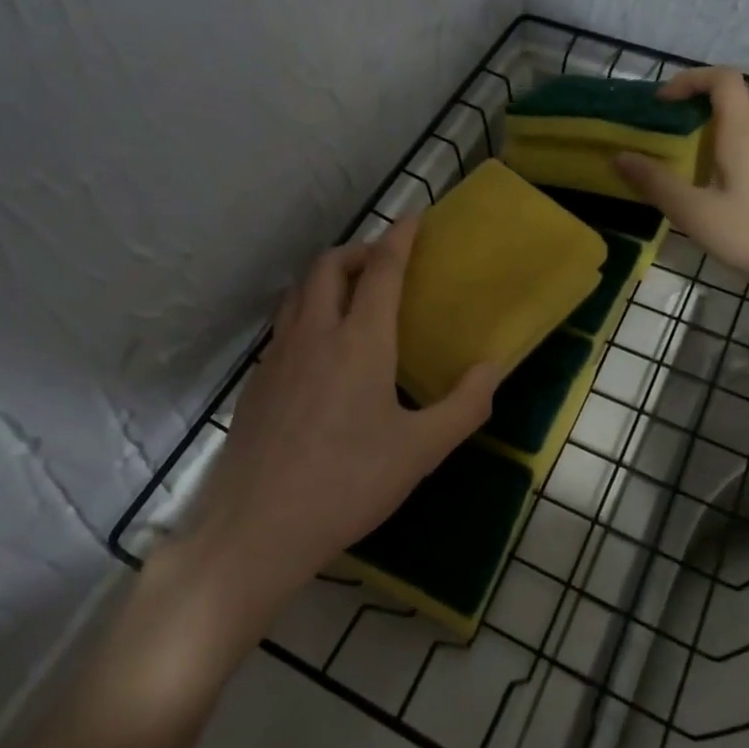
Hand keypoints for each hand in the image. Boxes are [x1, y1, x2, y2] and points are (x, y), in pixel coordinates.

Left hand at [182, 215, 499, 624]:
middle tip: (384, 265)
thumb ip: (464, 406)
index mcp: (359, 341)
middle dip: (359, 251)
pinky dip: (307, 312)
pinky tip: (320, 352)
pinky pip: (284, 324)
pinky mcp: (256, 381)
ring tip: (352, 298)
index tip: (414, 219)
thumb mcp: (420, 451)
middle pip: (329, 265)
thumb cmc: (348, 485)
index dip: (400, 237)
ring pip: (299, 291)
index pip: (382, 269)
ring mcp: (277, 355)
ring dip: (328, 278)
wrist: (257, 528)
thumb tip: (492, 368)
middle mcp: (315, 333)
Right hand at [614, 67, 748, 305]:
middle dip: (711, 95)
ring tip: (695, 150)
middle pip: (746, 92)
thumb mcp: (695, 213)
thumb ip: (656, 183)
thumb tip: (620, 156)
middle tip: (682, 120)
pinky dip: (739, 143)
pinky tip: (720, 178)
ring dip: (727, 119)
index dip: (691, 80)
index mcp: (744, 133)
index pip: (723, 79)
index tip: (663, 103)